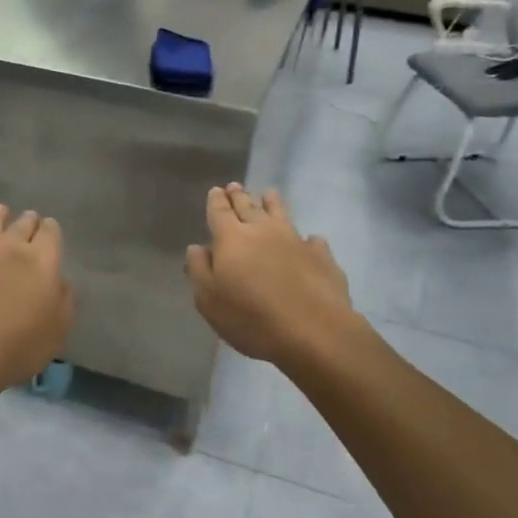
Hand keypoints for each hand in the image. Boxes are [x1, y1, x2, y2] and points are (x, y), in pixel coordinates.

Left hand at [0, 205, 74, 392]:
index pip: (51, 233)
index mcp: (42, 260)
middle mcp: (11, 247)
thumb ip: (65, 300)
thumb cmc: (18, 345)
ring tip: (0, 210)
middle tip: (29, 219)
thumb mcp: (58, 330)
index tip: (50, 231)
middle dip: (28, 221)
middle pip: (22, 224)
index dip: (51, 230)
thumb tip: (62, 281)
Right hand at [185, 185, 359, 366]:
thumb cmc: (251, 318)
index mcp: (231, 238)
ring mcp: (295, 240)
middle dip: (239, 196)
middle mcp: (262, 230)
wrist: (314, 331)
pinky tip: (310, 239)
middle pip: (248, 206)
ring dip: (272, 203)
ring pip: (281, 214)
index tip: (215, 191)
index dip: (216, 201)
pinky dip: (307, 238)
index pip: (219, 211)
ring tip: (268, 194)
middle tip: (234, 186)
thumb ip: (199, 270)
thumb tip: (197, 247)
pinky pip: (311, 240)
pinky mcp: (321, 256)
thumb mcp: (209, 300)